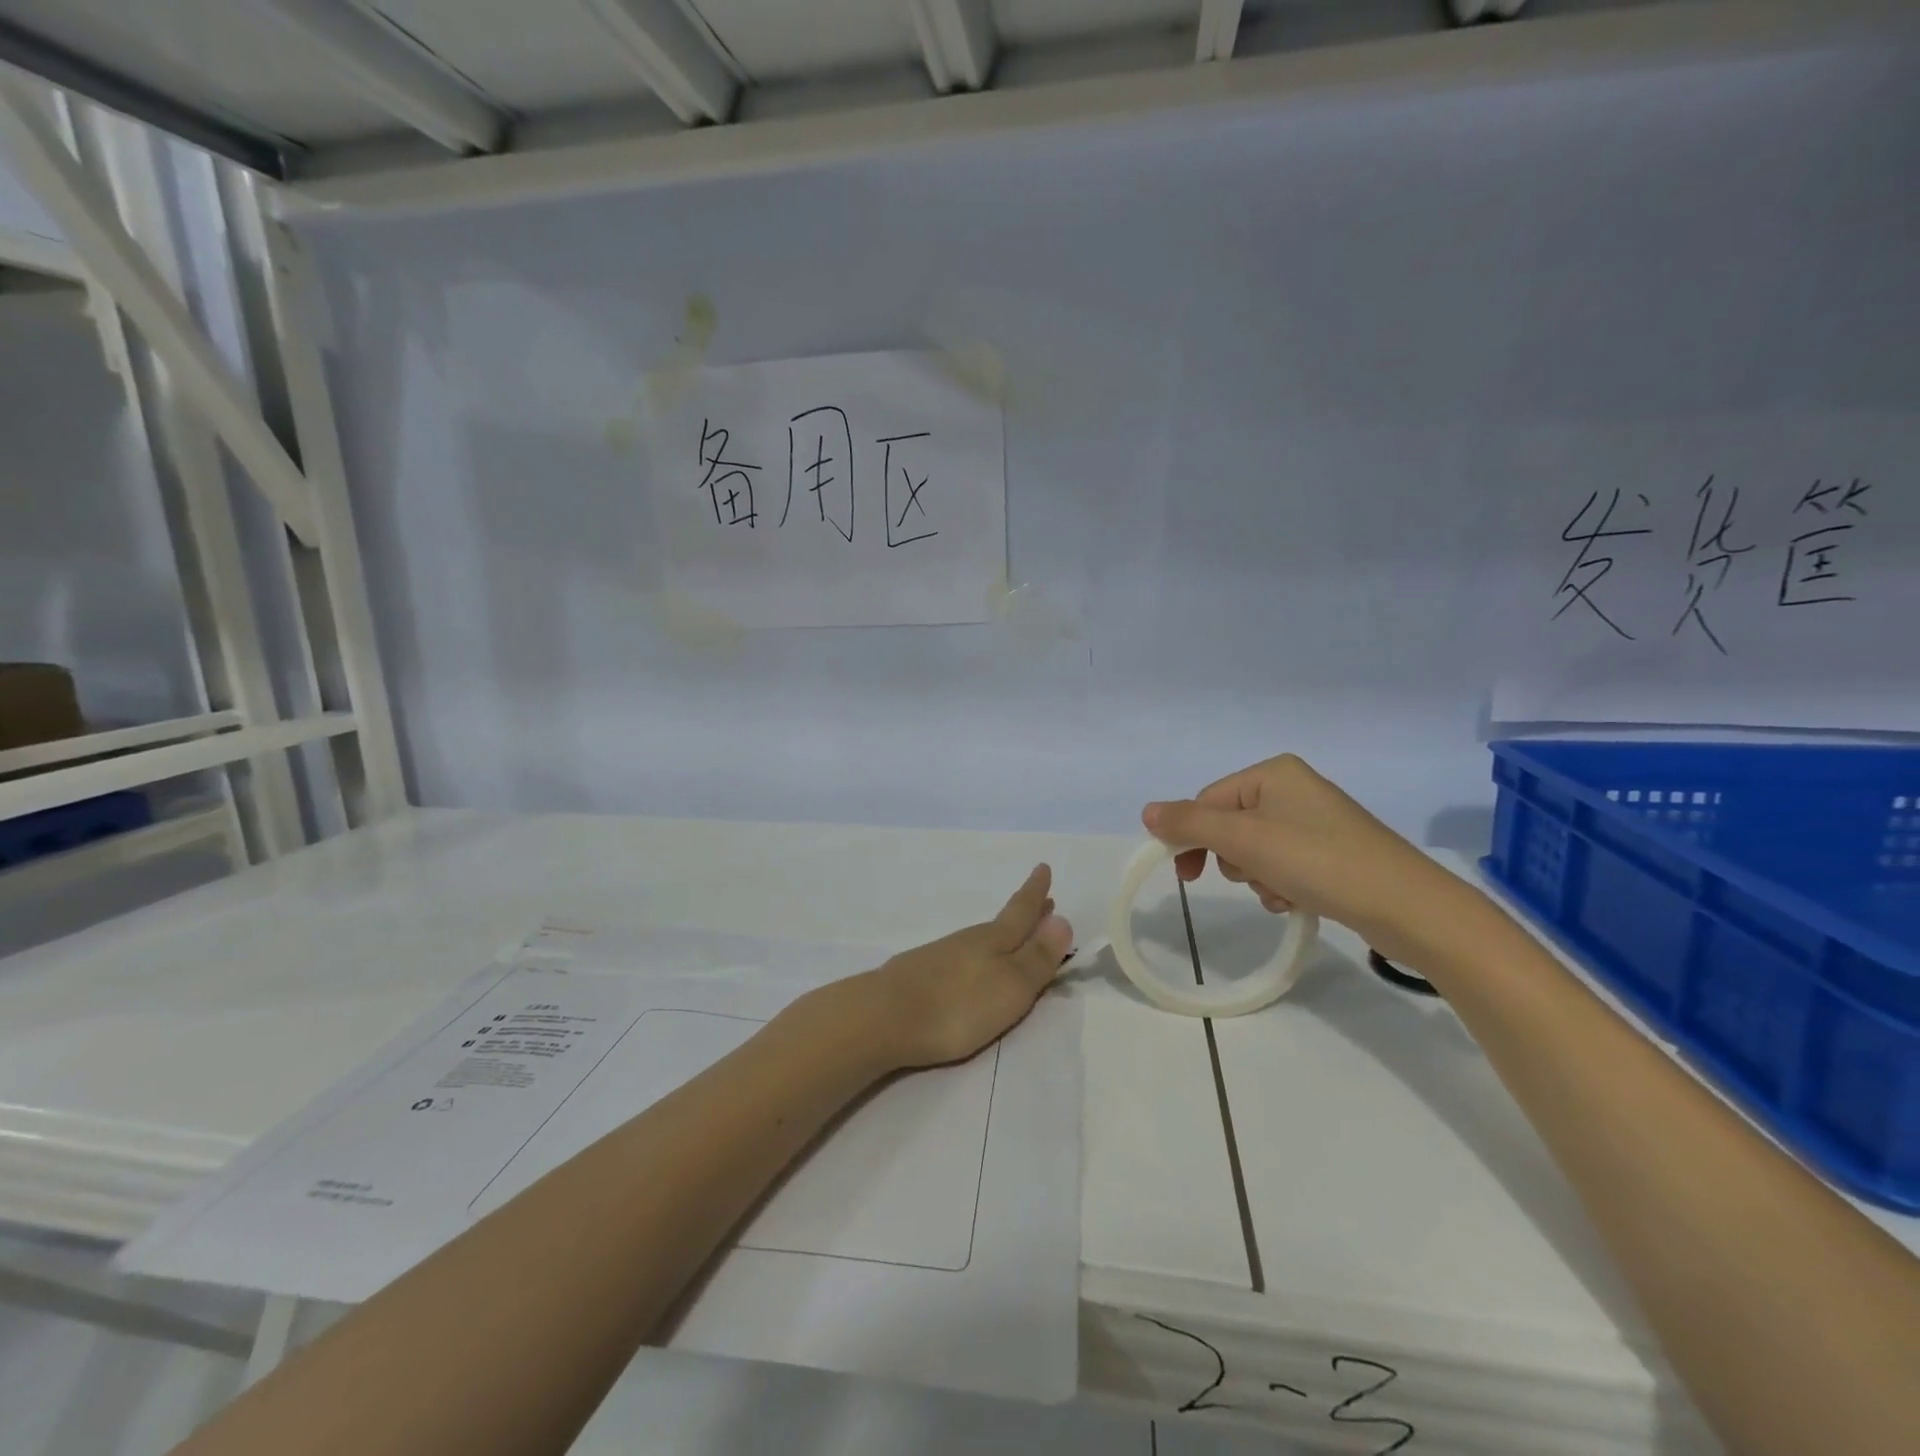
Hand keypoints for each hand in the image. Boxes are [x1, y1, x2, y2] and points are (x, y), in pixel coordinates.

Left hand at [865, 865, 1073, 1068]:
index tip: (1043, 867)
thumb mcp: (1010, 985)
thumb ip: (1037, 957)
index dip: (1035, 893)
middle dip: (1024, 913)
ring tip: (1013, 935)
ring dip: (1001, 936)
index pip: (1021, 911)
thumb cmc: (958, 1005)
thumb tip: (1062, 918)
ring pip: (979, 941)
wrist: (884, 1017)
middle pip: (1002, 924)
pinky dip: (976, 956)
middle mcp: (968, 942)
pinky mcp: (920, 977)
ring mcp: (940, 957)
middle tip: (1041, 900)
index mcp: (993, 941)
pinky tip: (970, 967)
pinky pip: (960, 958)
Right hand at [1143, 754, 1483, 968]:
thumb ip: (1190, 823)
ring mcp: (1315, 821)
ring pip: (1254, 850)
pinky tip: (1297, 900)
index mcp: (1273, 772)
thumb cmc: (1319, 861)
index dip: (1192, 838)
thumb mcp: (1245, 839)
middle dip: (1234, 860)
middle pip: (1229, 826)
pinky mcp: (1332, 851)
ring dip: (1257, 877)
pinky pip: (1282, 864)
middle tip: (1253, 877)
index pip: (1207, 801)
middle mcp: (1293, 789)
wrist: (1407, 907)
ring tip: (1282, 892)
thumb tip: (1146, 811)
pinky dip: (1280, 885)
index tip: (1186, 877)